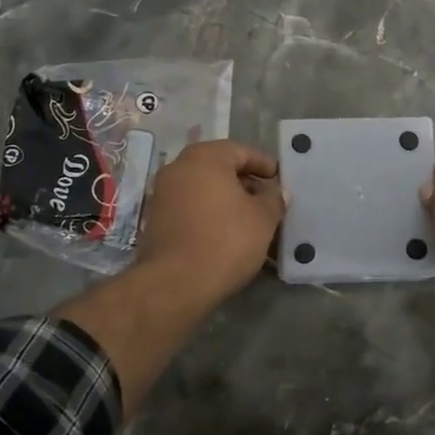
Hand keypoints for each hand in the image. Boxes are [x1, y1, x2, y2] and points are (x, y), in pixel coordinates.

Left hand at [134, 139, 284, 305]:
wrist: (175, 283)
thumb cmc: (225, 241)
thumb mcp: (263, 219)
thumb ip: (273, 199)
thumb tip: (277, 192)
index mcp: (205, 158)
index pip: (240, 151)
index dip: (263, 164)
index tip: (279, 178)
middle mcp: (179, 167)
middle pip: (219, 167)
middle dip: (244, 181)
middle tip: (266, 198)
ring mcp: (162, 192)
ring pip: (203, 187)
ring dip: (226, 198)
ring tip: (249, 218)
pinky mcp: (156, 218)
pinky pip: (189, 205)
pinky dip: (208, 211)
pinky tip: (225, 231)